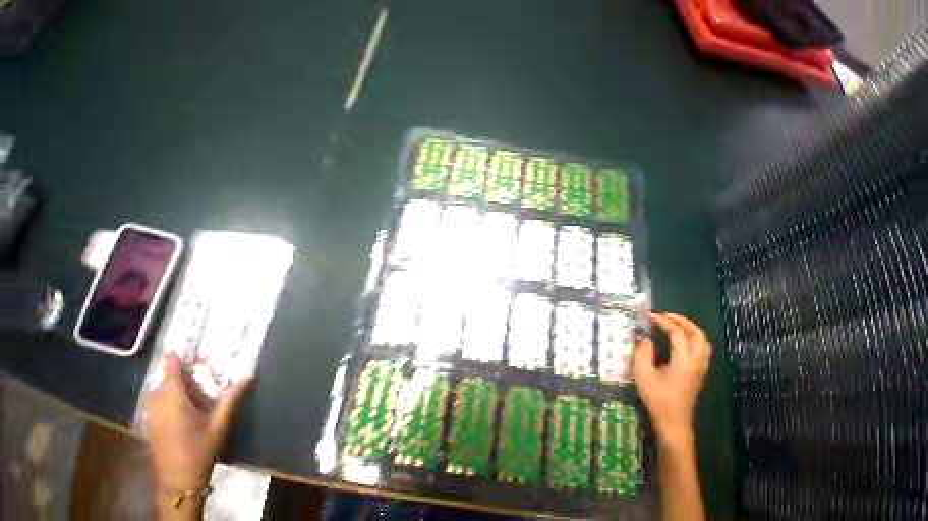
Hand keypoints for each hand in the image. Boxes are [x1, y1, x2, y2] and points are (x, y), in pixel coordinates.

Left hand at [145, 354, 251, 492]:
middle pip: (169, 376)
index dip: (184, 360)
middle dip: (183, 384)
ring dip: (175, 396)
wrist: (178, 481)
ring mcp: (148, 407)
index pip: (172, 359)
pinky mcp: (146, 418)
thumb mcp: (218, 428)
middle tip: (200, 401)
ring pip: (162, 390)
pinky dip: (167, 408)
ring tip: (191, 417)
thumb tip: (248, 377)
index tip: (197, 371)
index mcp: (172, 393)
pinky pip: (157, 403)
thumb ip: (230, 401)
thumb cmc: (200, 453)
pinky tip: (179, 428)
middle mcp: (156, 394)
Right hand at [633, 311, 710, 447]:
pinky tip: (684, 343)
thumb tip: (644, 339)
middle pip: (694, 331)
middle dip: (680, 320)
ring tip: (676, 326)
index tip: (649, 316)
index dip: (663, 321)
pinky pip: (703, 347)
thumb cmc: (658, 402)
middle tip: (665, 316)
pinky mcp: (701, 371)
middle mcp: (696, 359)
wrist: (674, 423)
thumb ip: (643, 355)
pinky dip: (695, 338)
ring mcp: (701, 365)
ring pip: (702, 338)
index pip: (676, 332)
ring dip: (690, 328)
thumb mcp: (644, 379)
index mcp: (683, 359)